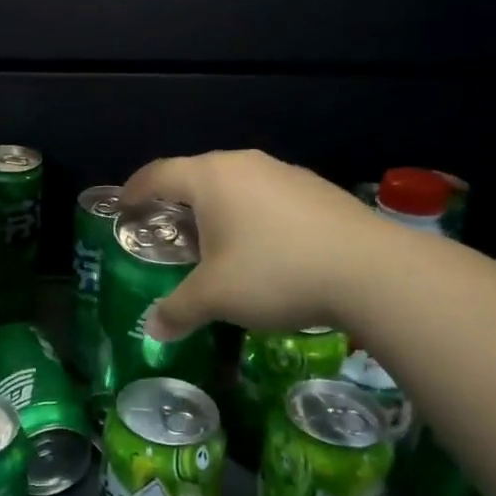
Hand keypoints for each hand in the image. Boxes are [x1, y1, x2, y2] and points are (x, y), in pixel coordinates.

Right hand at [121, 150, 370, 339]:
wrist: (371, 270)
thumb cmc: (275, 272)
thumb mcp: (216, 297)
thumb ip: (178, 310)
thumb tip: (152, 330)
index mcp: (211, 178)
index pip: (159, 174)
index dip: (135, 190)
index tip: (124, 207)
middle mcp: (245, 164)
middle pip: (197, 175)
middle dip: (177, 202)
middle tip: (168, 232)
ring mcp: (285, 173)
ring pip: (236, 185)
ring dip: (218, 210)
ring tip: (216, 244)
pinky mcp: (317, 190)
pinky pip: (268, 196)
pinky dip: (253, 216)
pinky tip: (265, 249)